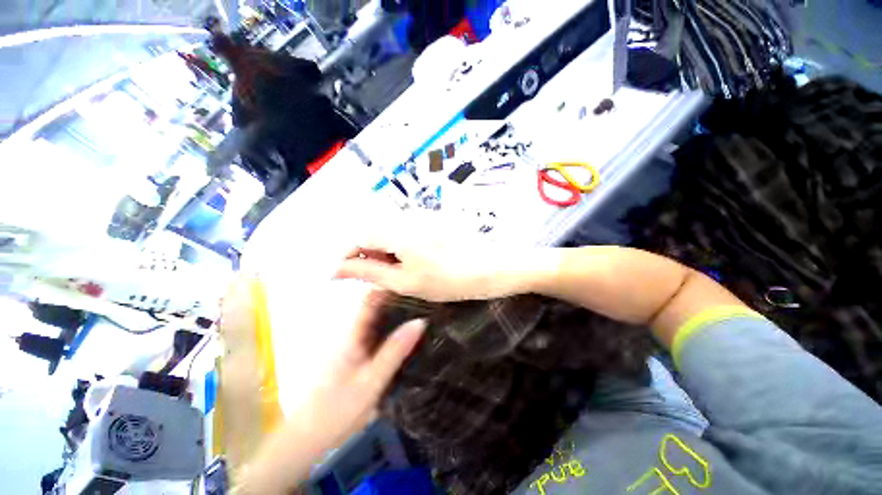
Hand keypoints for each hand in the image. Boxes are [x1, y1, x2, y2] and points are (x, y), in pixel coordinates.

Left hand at [291, 290, 425, 449]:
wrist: (308, 438)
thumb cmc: (337, 410)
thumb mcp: (372, 381)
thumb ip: (395, 350)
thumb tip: (420, 321)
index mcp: (352, 333)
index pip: (370, 299)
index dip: (389, 286)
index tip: (413, 281)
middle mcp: (351, 333)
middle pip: (375, 306)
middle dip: (397, 298)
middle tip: (424, 297)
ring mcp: (352, 344)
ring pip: (376, 320)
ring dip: (396, 313)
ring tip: (421, 310)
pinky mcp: (355, 355)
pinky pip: (375, 334)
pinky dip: (391, 328)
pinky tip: (407, 333)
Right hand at [335, 232, 525, 301]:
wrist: (488, 266)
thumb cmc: (447, 279)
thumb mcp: (405, 281)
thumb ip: (369, 272)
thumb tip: (338, 270)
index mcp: (396, 231)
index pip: (358, 237)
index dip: (348, 256)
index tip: (341, 275)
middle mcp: (405, 216)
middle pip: (371, 231)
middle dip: (366, 253)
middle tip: (372, 275)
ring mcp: (420, 214)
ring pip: (387, 229)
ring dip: (382, 249)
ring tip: (394, 270)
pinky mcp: (431, 217)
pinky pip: (403, 227)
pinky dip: (398, 244)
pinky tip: (411, 258)